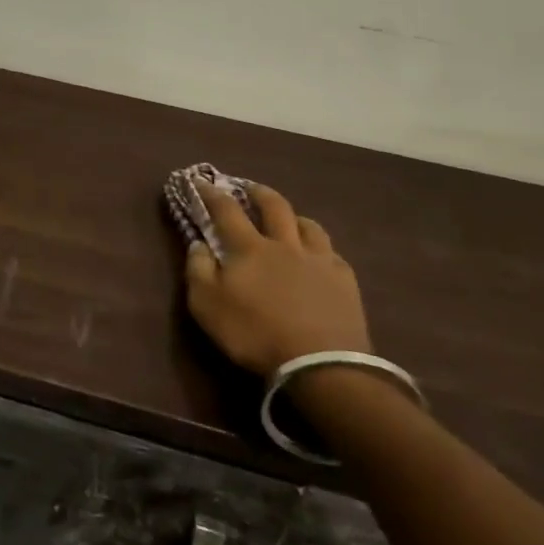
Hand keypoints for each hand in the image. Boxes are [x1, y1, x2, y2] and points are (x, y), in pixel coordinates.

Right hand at [183, 181, 371, 375]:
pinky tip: (321, 257)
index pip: (226, 210)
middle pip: (274, 206)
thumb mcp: (207, 306)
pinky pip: (332, 253)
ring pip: (308, 225)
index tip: (200, 180)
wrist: (320, 364)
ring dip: (295, 217)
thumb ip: (198, 271)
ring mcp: (318, 260)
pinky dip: (321, 249)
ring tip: (290, 219)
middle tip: (250, 188)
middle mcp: (284, 244)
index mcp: (249, 248)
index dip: (211, 193)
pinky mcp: (345, 281)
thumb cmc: (255, 334)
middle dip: (259, 192)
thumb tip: (198, 244)